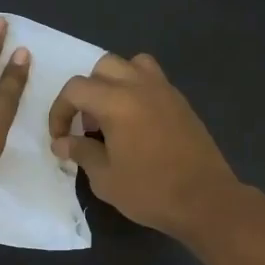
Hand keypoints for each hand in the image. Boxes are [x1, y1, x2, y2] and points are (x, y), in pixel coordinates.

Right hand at [47, 53, 241, 239]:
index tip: (59, 137)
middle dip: (87, 92)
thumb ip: (81, 152)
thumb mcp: (105, 178)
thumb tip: (61, 142)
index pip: (75, 89)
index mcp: (116, 102)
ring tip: (112, 115)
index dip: (60, 111)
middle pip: (103, 67)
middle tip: (86, 125)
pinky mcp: (181, 102)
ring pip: (132, 65)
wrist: (205, 199)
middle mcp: (140, 86)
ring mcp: (165, 91)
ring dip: (114, 82)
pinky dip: (137, 90)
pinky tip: (136, 124)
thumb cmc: (149, 191)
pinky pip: (153, 80)